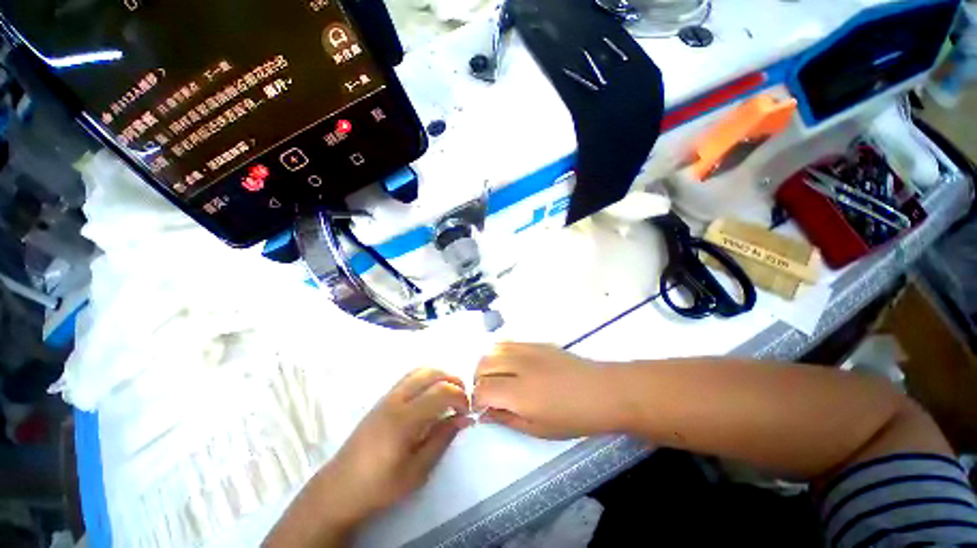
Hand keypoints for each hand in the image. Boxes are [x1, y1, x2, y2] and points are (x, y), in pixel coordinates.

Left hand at [265, 369, 470, 547]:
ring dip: (440, 376)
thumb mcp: (417, 471)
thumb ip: (442, 439)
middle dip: (453, 380)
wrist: (339, 489)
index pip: (440, 392)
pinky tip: (430, 395)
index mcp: (404, 419)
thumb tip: (464, 419)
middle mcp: (396, 400)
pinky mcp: (382, 399)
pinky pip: (409, 377)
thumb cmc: (380, 486)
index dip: (459, 396)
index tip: (467, 410)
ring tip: (450, 393)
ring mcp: (387, 397)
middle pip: (431, 373)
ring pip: (419, 371)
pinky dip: (427, 378)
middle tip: (463, 397)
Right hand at [473, 343, 618, 438]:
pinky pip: (509, 342)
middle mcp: (518, 366)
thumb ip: (506, 419)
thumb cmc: (573, 418)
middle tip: (488, 395)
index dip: (476, 400)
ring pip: (493, 349)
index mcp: (518, 393)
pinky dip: (501, 353)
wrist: (602, 391)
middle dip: (478, 380)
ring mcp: (527, 350)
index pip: (481, 389)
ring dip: (488, 364)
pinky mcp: (536, 343)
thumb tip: (485, 413)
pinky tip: (511, 365)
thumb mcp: (538, 429)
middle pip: (482, 365)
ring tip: (497, 378)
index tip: (482, 409)